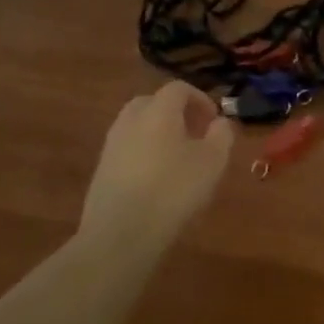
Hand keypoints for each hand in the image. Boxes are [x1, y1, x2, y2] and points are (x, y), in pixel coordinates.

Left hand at [82, 80, 235, 240]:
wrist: (120, 234)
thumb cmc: (174, 190)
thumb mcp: (213, 162)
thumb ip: (222, 135)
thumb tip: (220, 122)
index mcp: (159, 111)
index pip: (178, 89)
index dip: (200, 99)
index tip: (214, 120)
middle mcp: (130, 120)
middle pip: (152, 102)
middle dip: (175, 112)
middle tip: (195, 133)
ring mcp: (112, 146)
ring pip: (137, 126)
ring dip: (158, 133)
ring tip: (178, 158)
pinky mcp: (101, 171)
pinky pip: (127, 150)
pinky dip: (144, 153)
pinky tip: (157, 179)